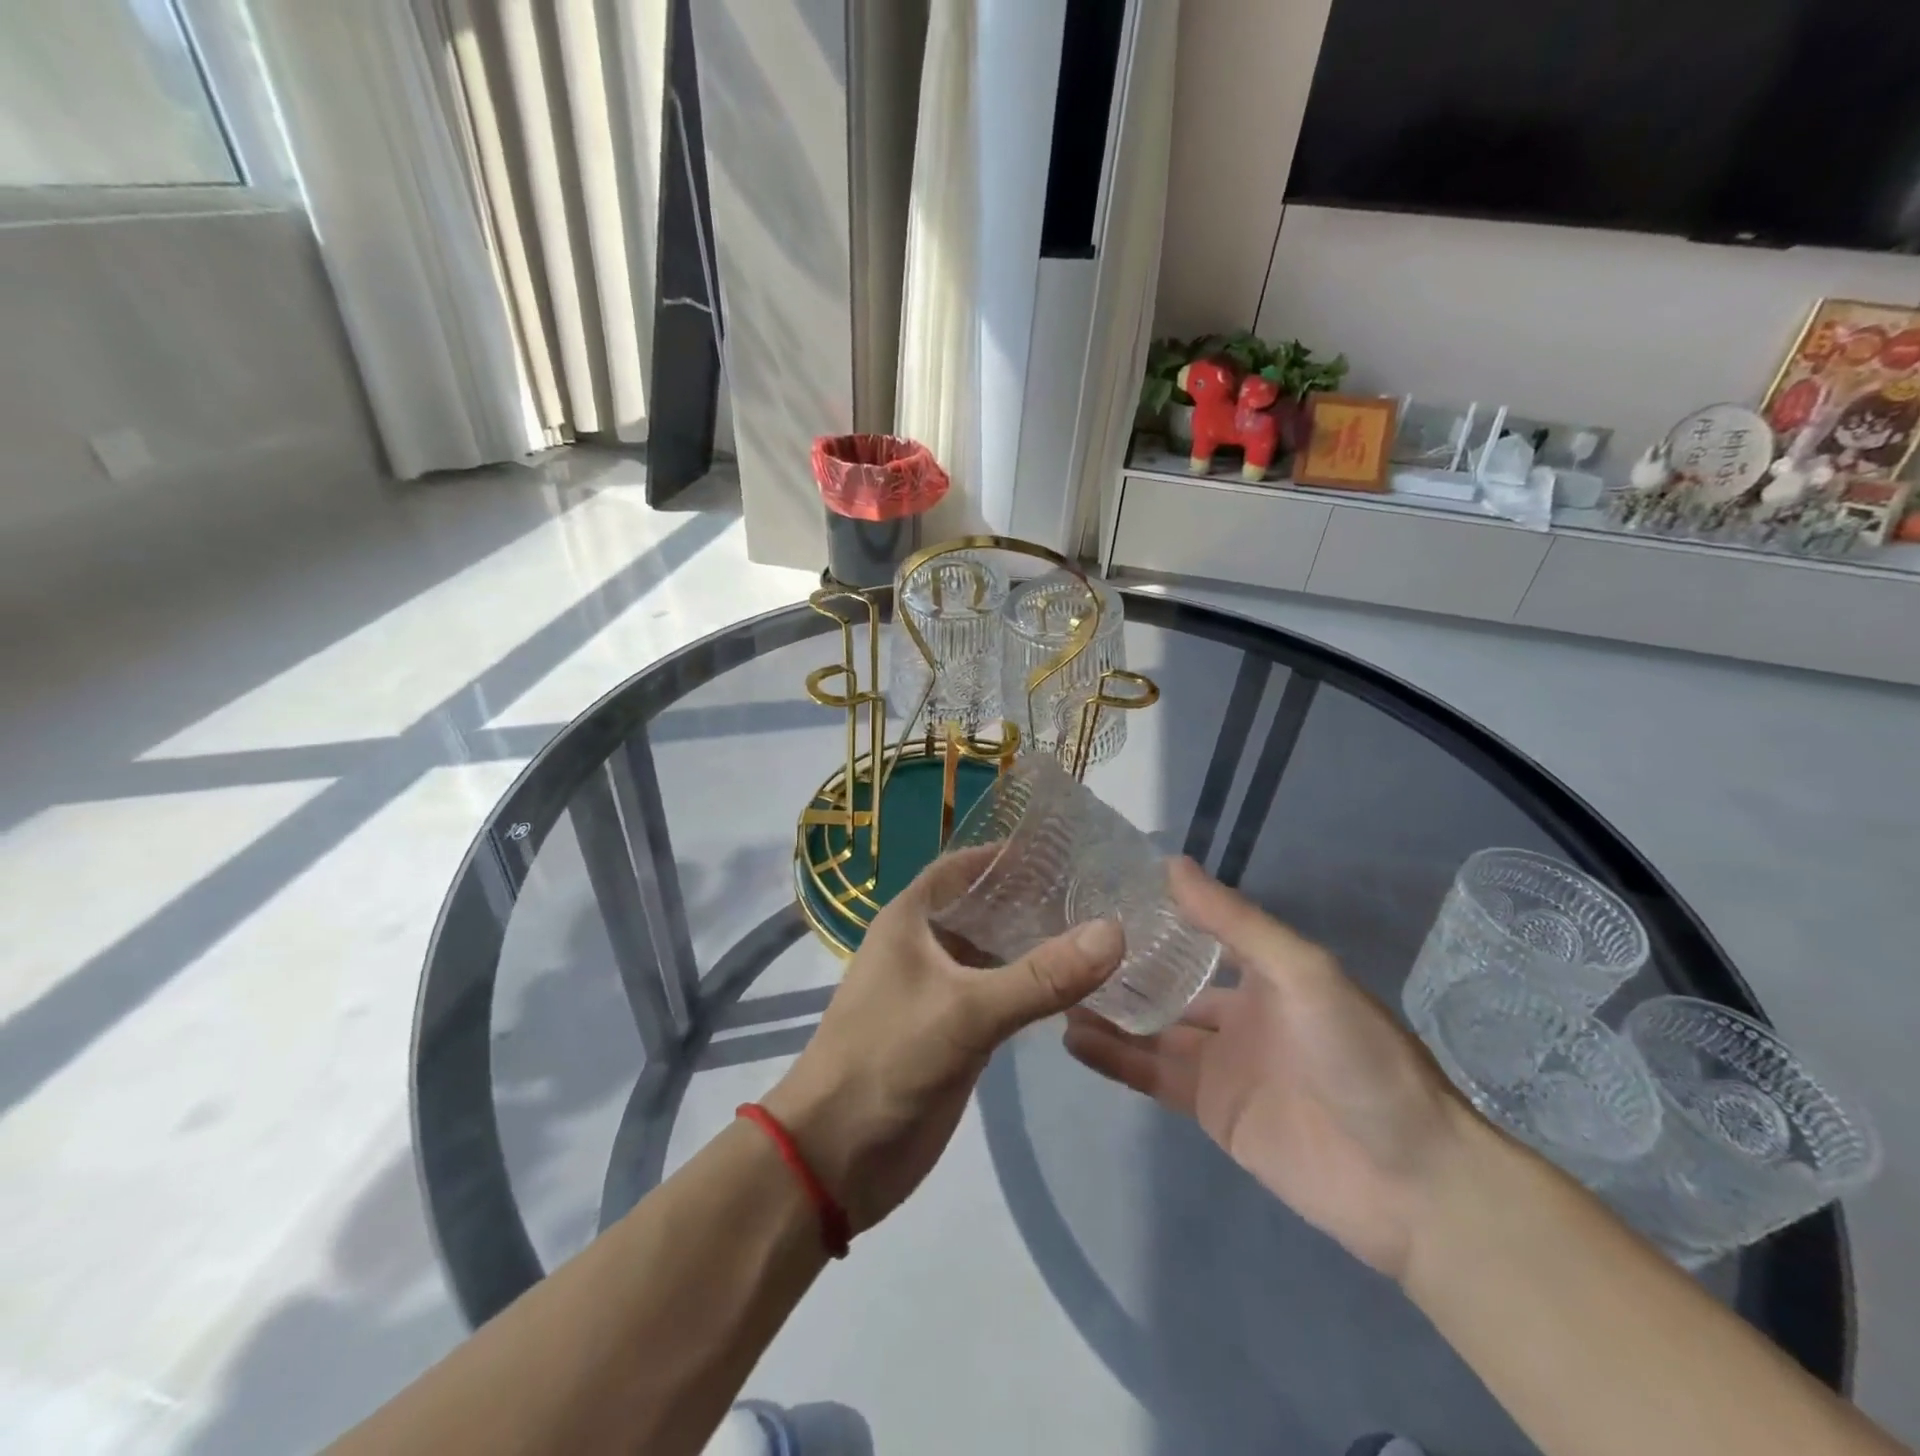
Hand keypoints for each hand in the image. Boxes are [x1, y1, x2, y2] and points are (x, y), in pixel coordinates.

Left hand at [764, 847, 1124, 1234]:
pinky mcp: (956, 1033)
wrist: (835, 1157)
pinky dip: (1034, 988)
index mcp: (911, 919)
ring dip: (1037, 945)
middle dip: (1033, 899)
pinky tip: (1078, 985)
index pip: (964, 866)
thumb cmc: (886, 1059)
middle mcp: (926, 945)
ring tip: (1101, 930)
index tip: (1065, 849)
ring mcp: (941, 990)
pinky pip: (1001, 996)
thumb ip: (1039, 976)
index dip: (1007, 854)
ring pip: (996, 954)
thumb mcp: (964, 1011)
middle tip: (1099, 891)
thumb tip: (1115, 931)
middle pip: (985, 908)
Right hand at [1063, 859, 1464, 1280]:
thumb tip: (1172, 864)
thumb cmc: (1360, 1058)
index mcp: (1265, 972)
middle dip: (1122, 965)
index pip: (1199, 931)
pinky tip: (1073, 1038)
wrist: (1410, 1183)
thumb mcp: (1302, 973)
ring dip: (1108, 1010)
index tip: (1100, 890)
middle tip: (1061, 941)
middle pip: (1168, 981)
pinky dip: (1115, 1058)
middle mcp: (1239, 1010)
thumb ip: (1235, 922)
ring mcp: (1222, 1062)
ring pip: (1151, 1028)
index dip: (1156, 914)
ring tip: (1053, 986)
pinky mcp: (1210, 1110)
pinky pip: (1153, 1076)